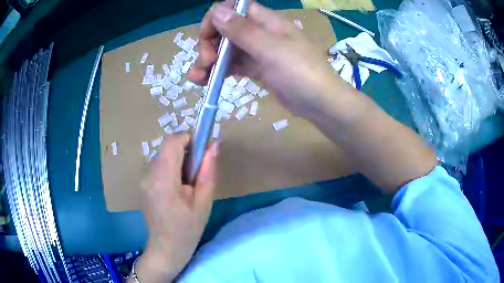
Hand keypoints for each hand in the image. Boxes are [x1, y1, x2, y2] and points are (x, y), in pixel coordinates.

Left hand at [133, 134, 217, 282]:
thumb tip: (214, 144)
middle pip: (168, 147)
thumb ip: (208, 170)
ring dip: (179, 159)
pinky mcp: (143, 182)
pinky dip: (171, 167)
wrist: (167, 247)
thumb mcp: (204, 201)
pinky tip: (178, 187)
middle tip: (198, 171)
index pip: (172, 141)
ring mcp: (143, 178)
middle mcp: (149, 174)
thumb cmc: (188, 228)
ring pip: (164, 154)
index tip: (203, 151)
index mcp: (163, 179)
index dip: (189, 138)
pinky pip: (159, 165)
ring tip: (188, 183)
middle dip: (186, 150)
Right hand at [189, 2, 348, 117]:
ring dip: (209, 61)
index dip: (216, 18)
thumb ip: (242, 30)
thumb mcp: (270, 48)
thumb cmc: (300, 72)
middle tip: (204, 63)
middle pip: (226, 30)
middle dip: (209, 44)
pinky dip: (219, 71)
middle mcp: (260, 32)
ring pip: (227, 49)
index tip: (206, 36)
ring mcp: (258, 51)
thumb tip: (216, 9)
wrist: (319, 103)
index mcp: (266, 21)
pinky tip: (206, 81)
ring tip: (196, 78)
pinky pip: (234, 65)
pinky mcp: (258, 68)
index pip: (234, 9)